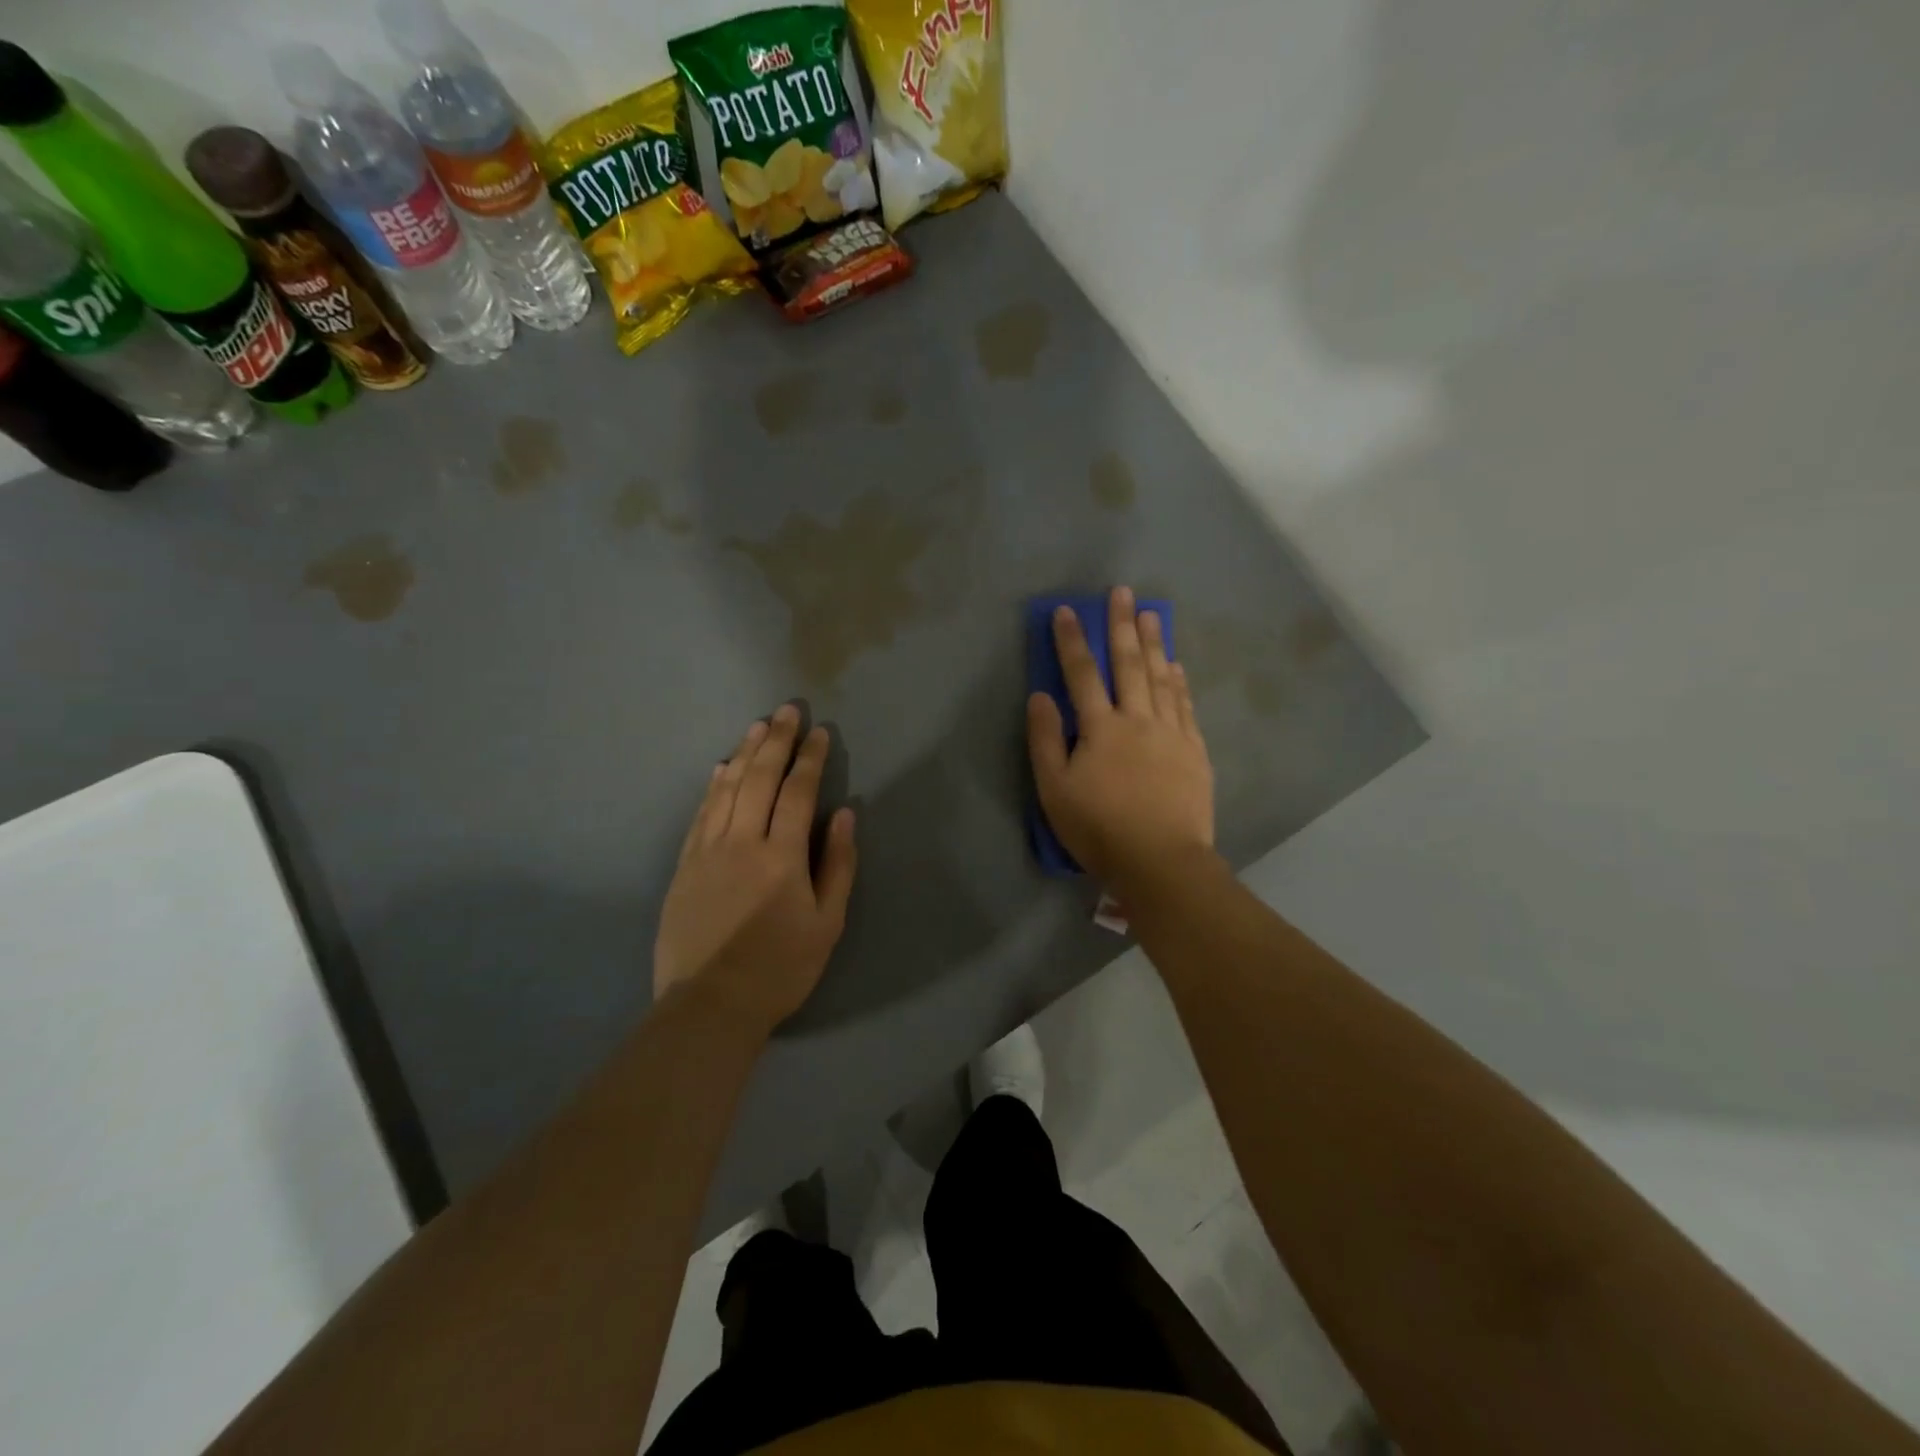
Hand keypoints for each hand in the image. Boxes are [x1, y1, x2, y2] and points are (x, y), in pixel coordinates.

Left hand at [654, 705, 857, 1036]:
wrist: (709, 1006)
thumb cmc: (780, 969)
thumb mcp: (827, 923)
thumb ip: (837, 865)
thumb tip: (843, 815)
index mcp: (781, 857)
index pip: (797, 792)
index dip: (810, 759)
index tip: (820, 732)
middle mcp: (741, 842)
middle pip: (759, 779)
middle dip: (776, 741)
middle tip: (788, 710)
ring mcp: (706, 851)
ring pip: (726, 789)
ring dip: (744, 753)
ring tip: (758, 726)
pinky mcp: (684, 866)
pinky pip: (700, 813)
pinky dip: (713, 786)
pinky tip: (721, 768)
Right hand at [1027, 587, 1215, 891]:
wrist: (1161, 860)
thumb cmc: (1099, 828)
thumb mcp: (1055, 790)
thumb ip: (1046, 740)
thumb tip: (1040, 696)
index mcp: (1101, 728)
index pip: (1082, 674)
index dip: (1072, 641)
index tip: (1067, 610)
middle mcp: (1138, 720)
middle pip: (1129, 665)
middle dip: (1122, 626)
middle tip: (1122, 591)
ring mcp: (1172, 733)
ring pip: (1161, 678)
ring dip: (1154, 644)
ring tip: (1152, 614)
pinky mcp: (1194, 751)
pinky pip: (1185, 706)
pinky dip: (1179, 682)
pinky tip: (1176, 667)